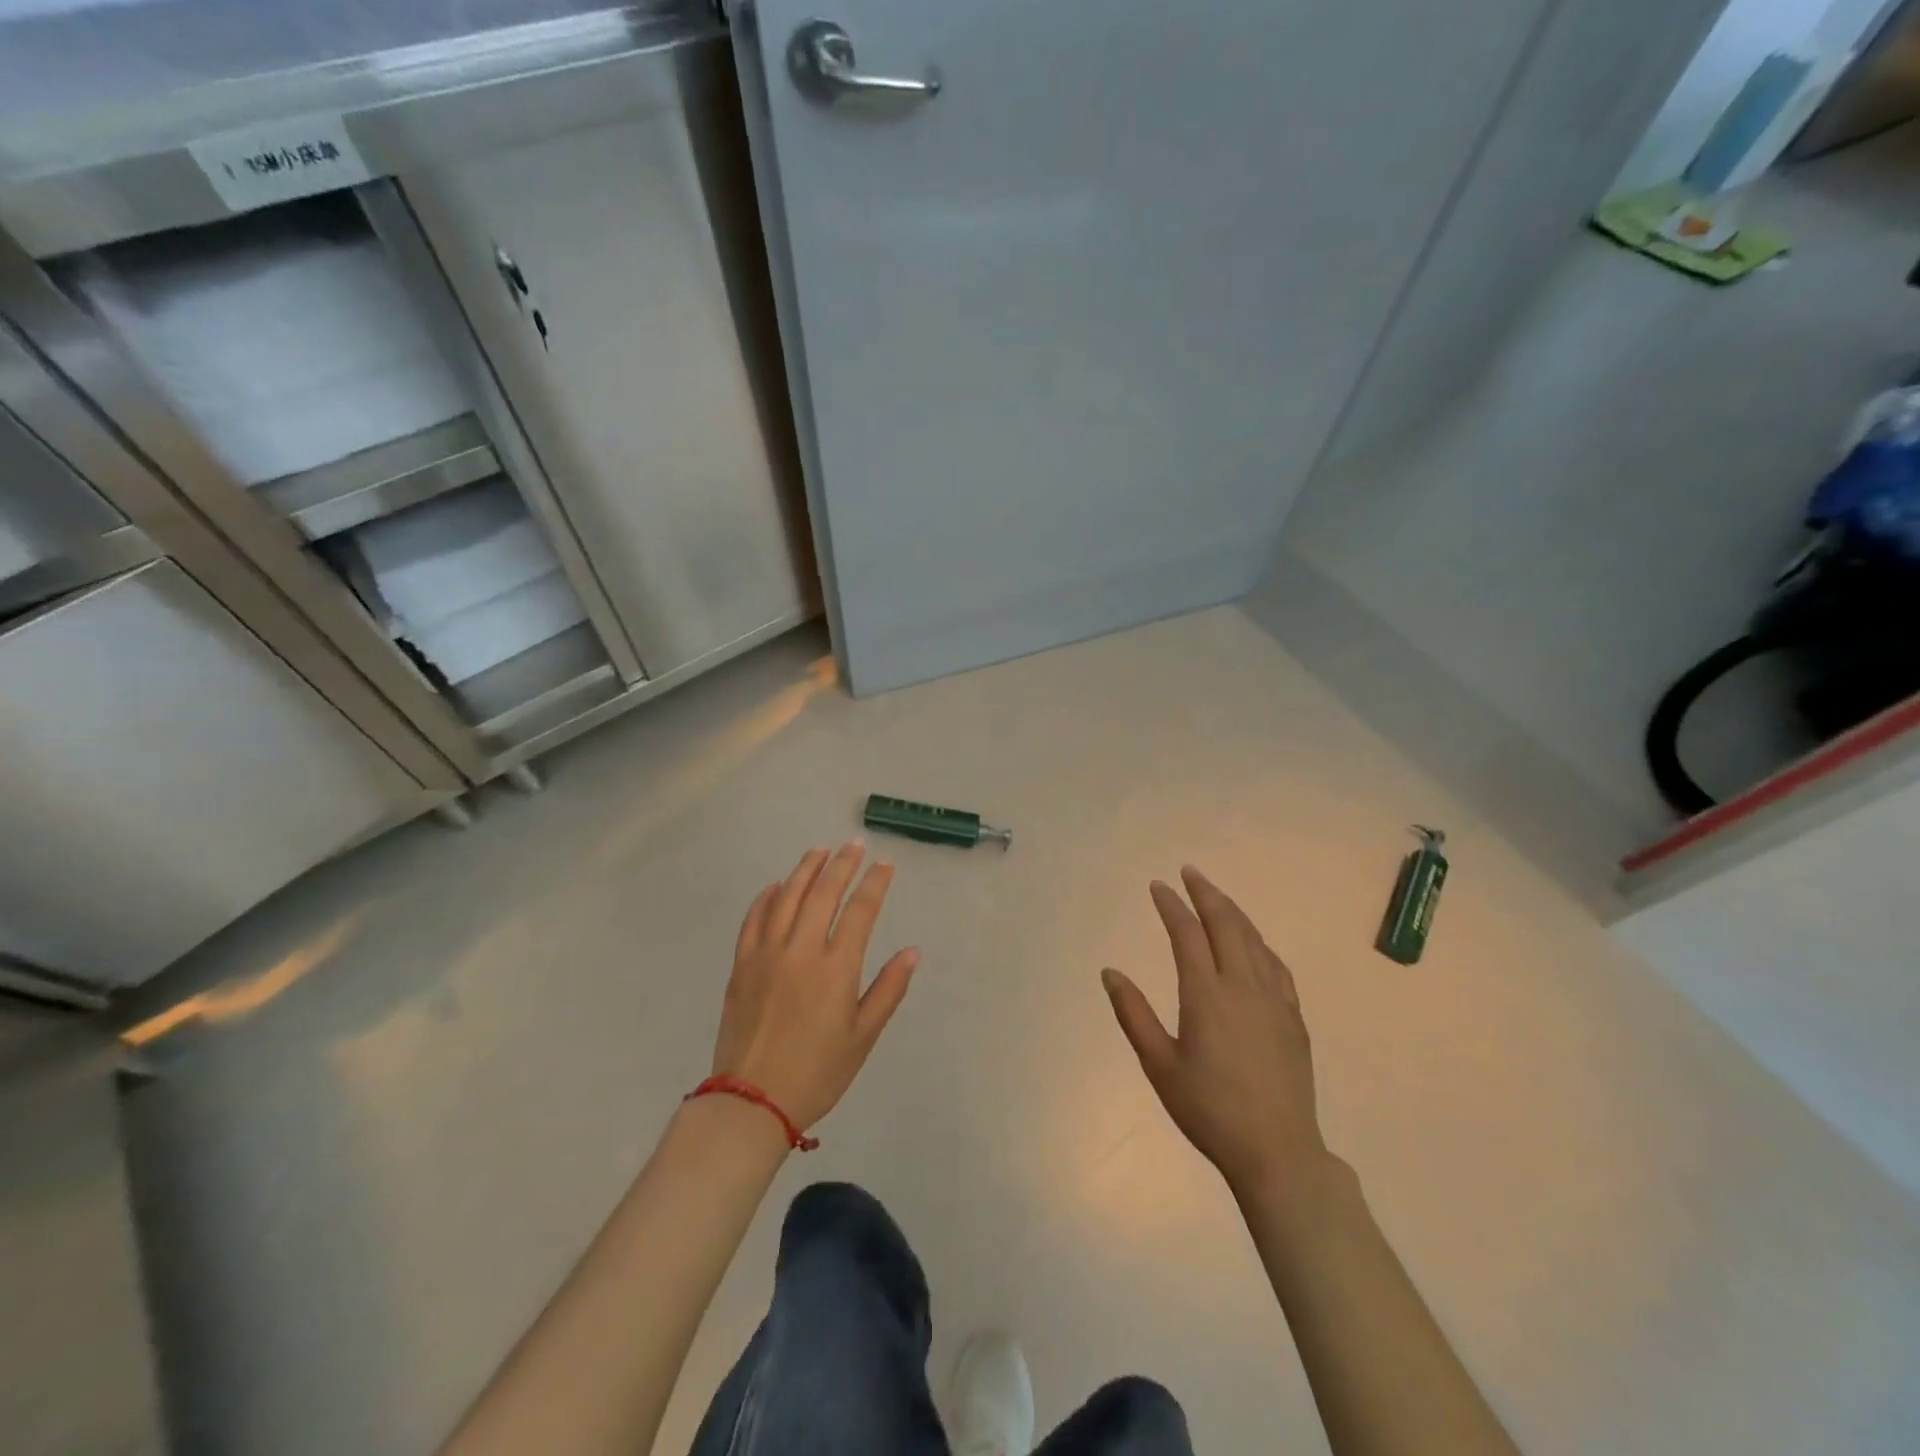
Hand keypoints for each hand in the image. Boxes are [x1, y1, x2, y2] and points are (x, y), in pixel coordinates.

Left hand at [712, 842, 918, 1132]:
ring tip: (819, 851)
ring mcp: (767, 953)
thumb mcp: (863, 1036)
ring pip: (787, 896)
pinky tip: (777, 886)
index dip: (875, 883)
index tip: (885, 865)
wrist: (752, 1101)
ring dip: (805, 869)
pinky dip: (767, 897)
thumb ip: (888, 990)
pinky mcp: (742, 964)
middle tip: (854, 845)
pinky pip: (754, 918)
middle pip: (824, 892)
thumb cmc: (817, 1071)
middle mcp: (802, 949)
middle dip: (842, 864)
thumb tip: (912, 951)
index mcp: (836, 967)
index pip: (861, 910)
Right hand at [1103, 866, 1325, 1195]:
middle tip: (1189, 872)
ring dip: (1233, 911)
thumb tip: (1110, 972)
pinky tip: (1253, 942)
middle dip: (1206, 893)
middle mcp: (1242, 986)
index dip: (1172, 906)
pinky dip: (1259, 942)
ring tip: (1216, 896)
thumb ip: (1133, 1014)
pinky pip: (1276, 965)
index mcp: (1206, 995)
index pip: (1187, 934)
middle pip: (1225, 924)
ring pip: (1253, 939)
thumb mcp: (1159, 1065)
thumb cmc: (1209, 1110)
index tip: (1158, 886)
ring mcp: (1273, 1000)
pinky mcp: (1293, 1017)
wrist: (1277, 1151)